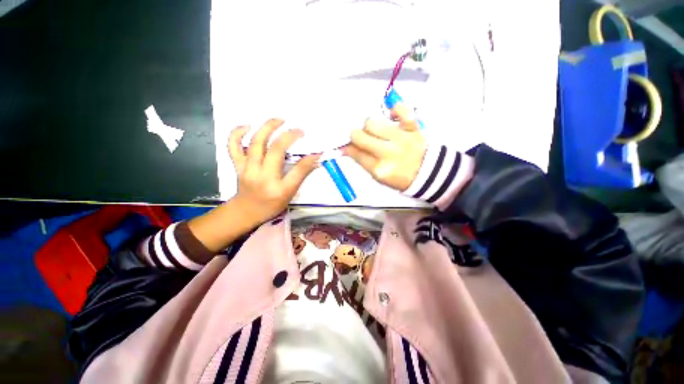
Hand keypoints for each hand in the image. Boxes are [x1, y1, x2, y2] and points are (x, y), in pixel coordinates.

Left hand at [228, 119, 319, 224]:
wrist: (246, 211)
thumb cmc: (271, 204)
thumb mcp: (290, 193)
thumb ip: (301, 175)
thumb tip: (315, 160)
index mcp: (278, 187)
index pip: (296, 169)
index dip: (309, 159)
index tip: (316, 149)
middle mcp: (261, 176)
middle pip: (273, 149)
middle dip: (287, 135)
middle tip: (298, 129)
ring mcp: (247, 168)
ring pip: (254, 143)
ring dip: (267, 127)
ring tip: (279, 120)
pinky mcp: (237, 165)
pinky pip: (233, 146)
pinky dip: (237, 133)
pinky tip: (248, 126)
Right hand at [343, 104, 426, 190]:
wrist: (427, 173)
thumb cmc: (399, 177)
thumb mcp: (378, 176)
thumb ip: (362, 161)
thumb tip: (345, 148)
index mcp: (378, 168)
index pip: (355, 152)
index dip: (347, 146)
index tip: (346, 144)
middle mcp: (387, 153)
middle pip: (359, 135)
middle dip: (355, 135)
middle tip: (360, 137)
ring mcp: (400, 138)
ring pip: (373, 123)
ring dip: (369, 126)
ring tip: (375, 131)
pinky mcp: (412, 128)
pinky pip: (401, 110)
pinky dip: (394, 110)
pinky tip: (391, 117)